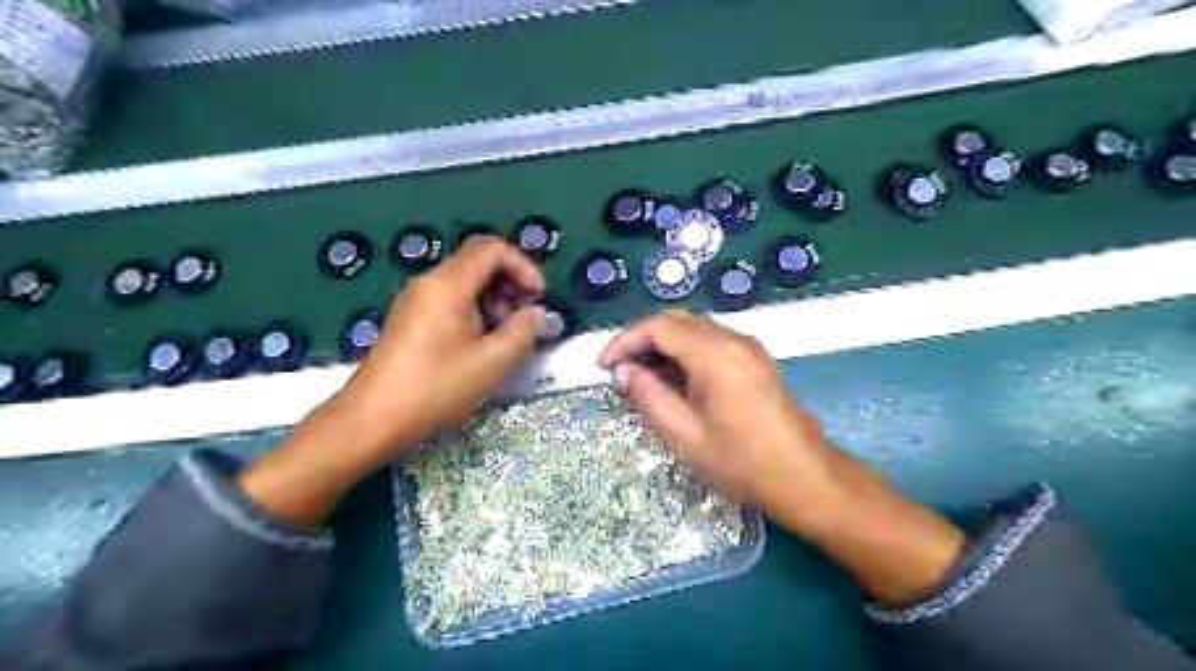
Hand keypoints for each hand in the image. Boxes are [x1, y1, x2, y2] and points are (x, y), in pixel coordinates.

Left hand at [332, 236, 543, 461]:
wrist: (372, 418)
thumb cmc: (435, 388)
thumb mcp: (491, 363)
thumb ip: (522, 332)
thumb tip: (536, 314)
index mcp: (448, 285)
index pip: (493, 249)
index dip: (524, 266)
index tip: (539, 297)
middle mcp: (430, 282)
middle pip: (479, 261)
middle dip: (510, 283)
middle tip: (526, 317)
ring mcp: (417, 299)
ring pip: (465, 280)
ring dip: (495, 298)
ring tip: (505, 335)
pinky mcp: (411, 317)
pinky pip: (451, 298)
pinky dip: (475, 309)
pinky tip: (481, 342)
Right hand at [599, 312, 958, 605]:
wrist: (806, 478)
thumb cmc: (741, 462)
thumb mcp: (684, 435)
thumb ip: (648, 396)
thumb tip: (623, 371)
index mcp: (714, 353)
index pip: (658, 327)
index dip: (625, 341)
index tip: (603, 366)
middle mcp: (733, 339)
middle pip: (677, 321)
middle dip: (643, 340)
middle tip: (620, 371)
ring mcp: (749, 347)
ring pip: (695, 330)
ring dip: (664, 346)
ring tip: (643, 378)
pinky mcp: (757, 360)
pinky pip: (712, 343)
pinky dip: (686, 353)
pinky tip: (675, 380)